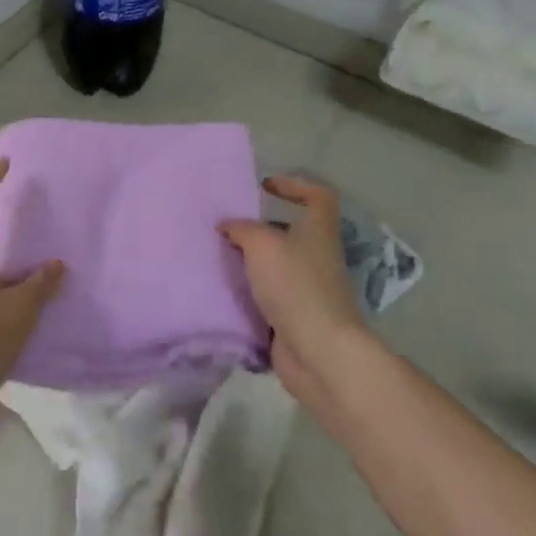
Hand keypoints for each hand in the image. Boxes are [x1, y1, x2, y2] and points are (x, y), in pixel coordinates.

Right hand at [221, 176, 366, 408]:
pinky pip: (268, 297)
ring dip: (250, 263)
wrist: (318, 351)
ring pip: (276, 266)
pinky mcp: (295, 317)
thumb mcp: (262, 245)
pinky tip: (223, 292)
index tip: (265, 186)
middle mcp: (317, 256)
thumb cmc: (295, 285)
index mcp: (318, 231)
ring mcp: (308, 289)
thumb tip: (226, 226)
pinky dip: (248, 294)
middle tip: (226, 228)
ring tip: (217, 259)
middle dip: (259, 229)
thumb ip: (241, 229)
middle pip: (290, 232)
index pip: (318, 196)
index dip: (295, 185)